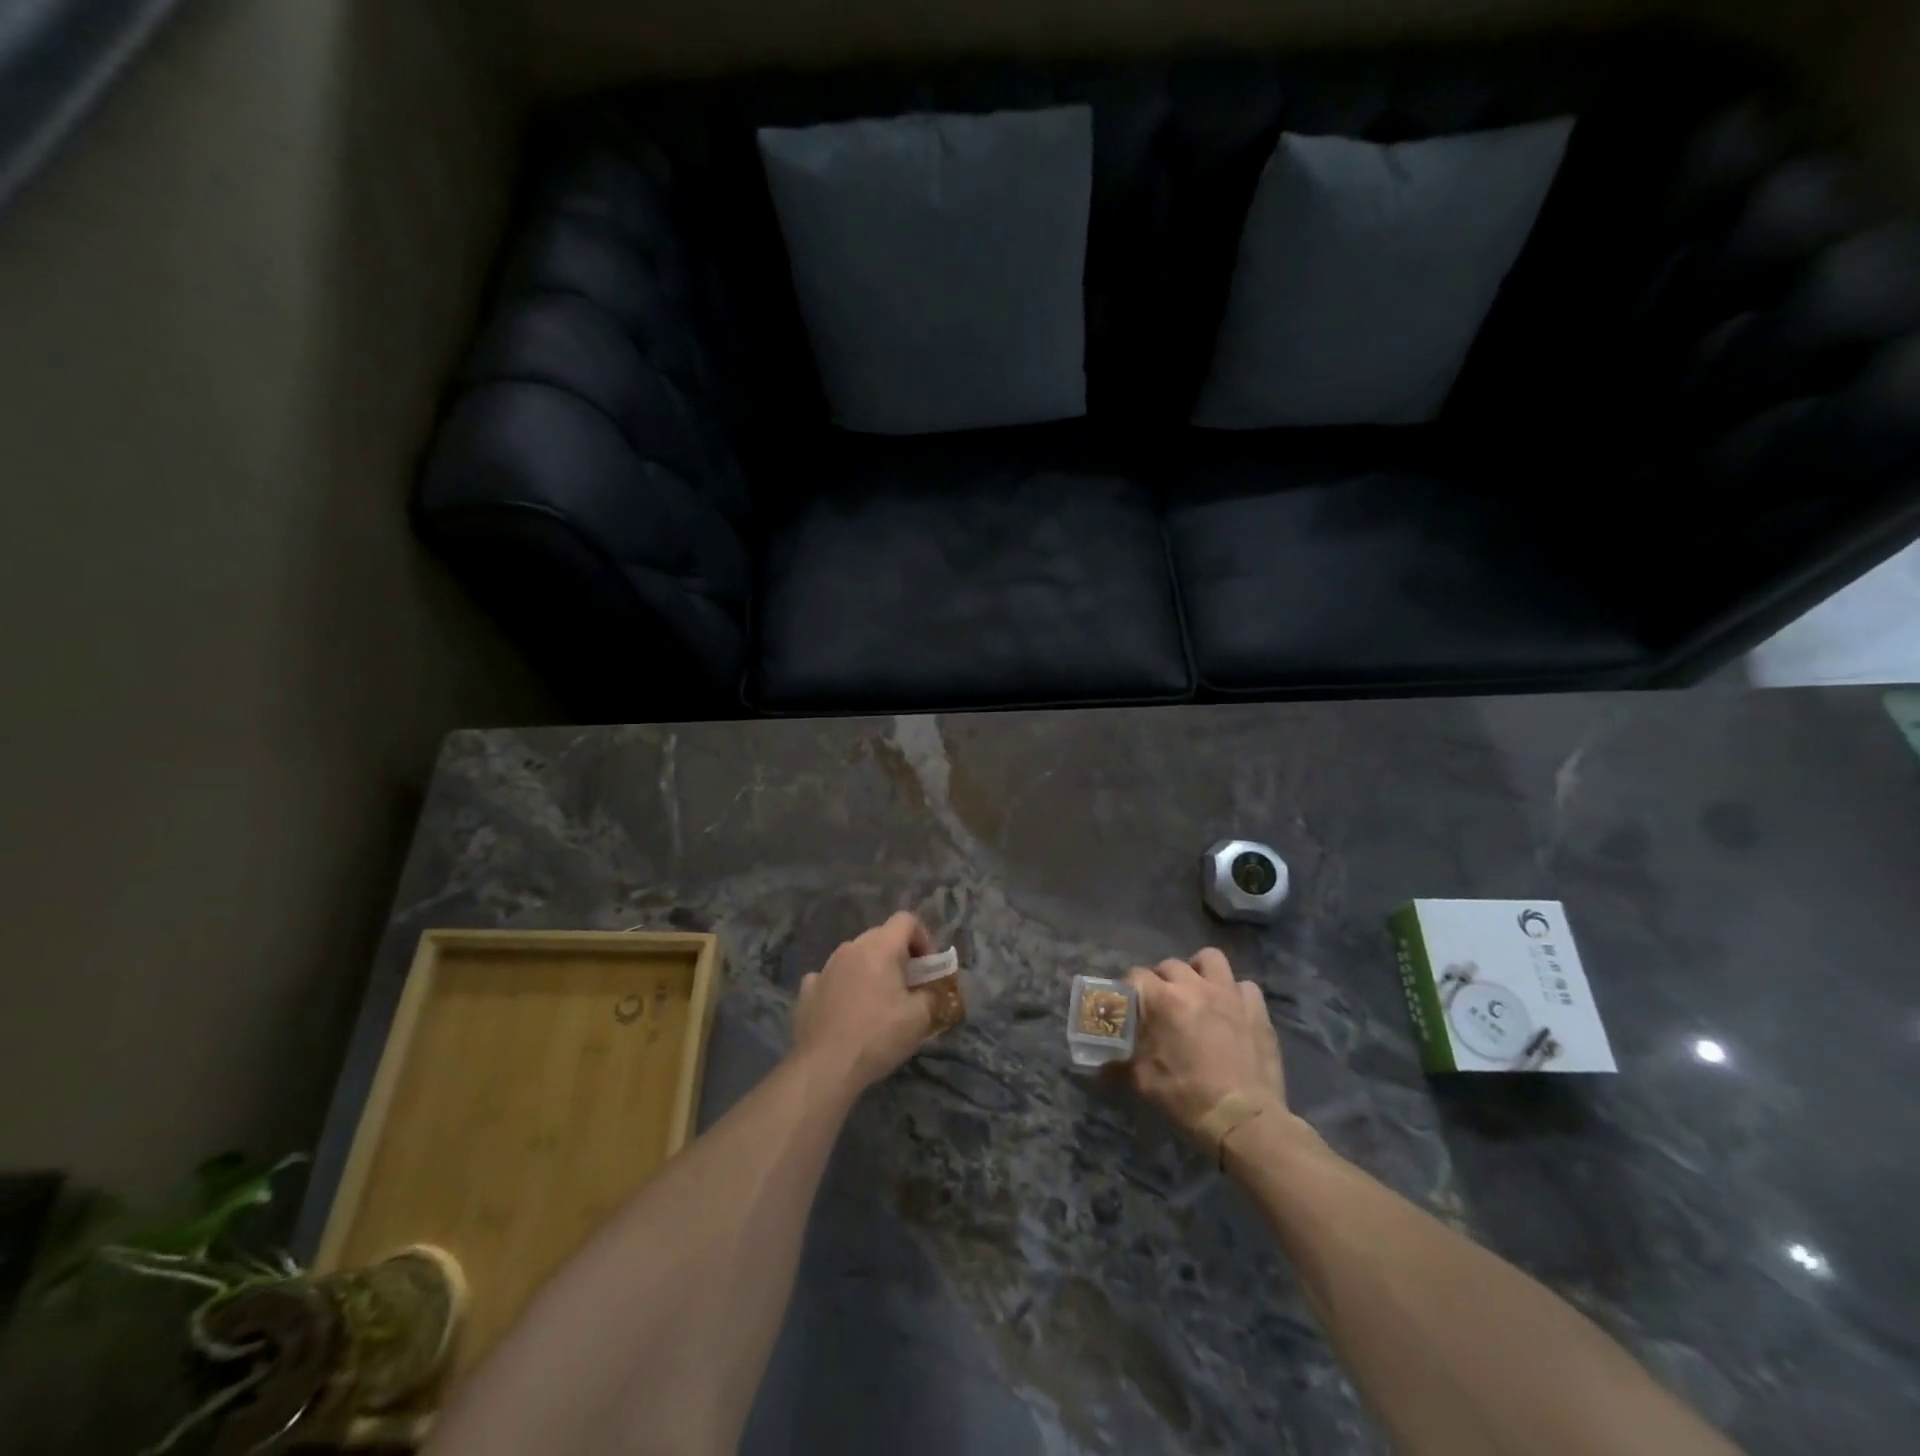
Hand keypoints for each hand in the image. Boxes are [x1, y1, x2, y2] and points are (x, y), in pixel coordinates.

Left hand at [791, 912, 938, 1092]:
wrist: (824, 1067)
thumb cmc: (877, 1036)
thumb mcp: (919, 1018)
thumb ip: (931, 995)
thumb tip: (930, 991)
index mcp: (880, 947)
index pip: (906, 920)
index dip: (923, 938)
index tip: (927, 967)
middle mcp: (851, 947)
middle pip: (881, 937)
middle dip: (898, 956)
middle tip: (908, 987)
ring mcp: (825, 967)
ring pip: (855, 956)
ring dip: (870, 970)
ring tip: (877, 1002)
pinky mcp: (807, 989)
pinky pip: (833, 978)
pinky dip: (844, 987)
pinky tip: (846, 1012)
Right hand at [1123, 949, 1288, 1138]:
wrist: (1244, 1120)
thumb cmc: (1187, 1098)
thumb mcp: (1143, 1082)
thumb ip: (1121, 1063)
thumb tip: (1103, 1064)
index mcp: (1164, 1000)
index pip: (1137, 975)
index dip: (1130, 988)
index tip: (1129, 1005)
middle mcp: (1195, 987)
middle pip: (1170, 964)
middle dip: (1161, 979)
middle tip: (1161, 1003)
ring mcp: (1229, 994)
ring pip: (1210, 959)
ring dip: (1199, 971)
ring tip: (1197, 991)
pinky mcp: (1257, 1009)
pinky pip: (1243, 986)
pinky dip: (1235, 993)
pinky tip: (1231, 1010)